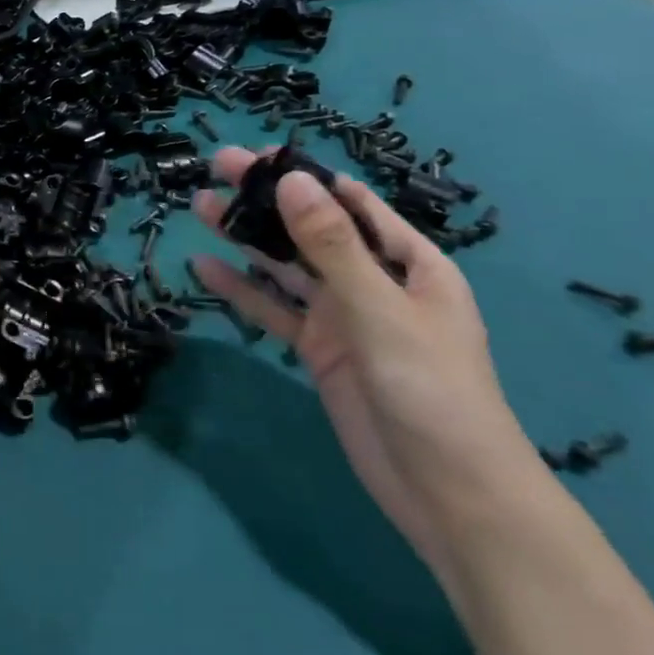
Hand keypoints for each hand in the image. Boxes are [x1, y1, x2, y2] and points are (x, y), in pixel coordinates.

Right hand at [192, 149, 546, 572]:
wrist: (452, 499)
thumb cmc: (433, 391)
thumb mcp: (381, 310)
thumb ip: (331, 245)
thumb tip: (290, 179)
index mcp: (408, 261)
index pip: (350, 202)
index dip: (303, 175)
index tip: (255, 155)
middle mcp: (373, 281)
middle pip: (311, 228)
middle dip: (265, 200)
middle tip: (215, 169)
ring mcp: (344, 317)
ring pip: (287, 266)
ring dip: (247, 238)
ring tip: (201, 208)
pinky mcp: (320, 351)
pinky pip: (275, 310)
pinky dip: (243, 290)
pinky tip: (205, 268)